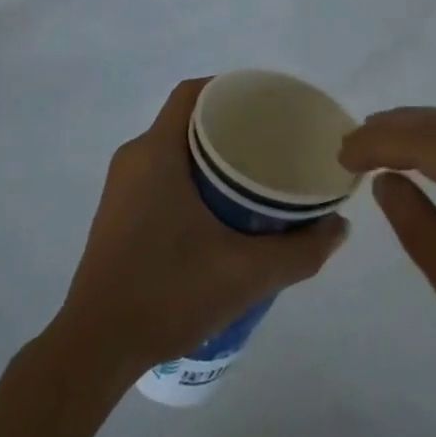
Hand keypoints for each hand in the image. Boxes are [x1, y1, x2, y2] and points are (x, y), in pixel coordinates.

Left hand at [55, 79, 348, 373]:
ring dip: (210, 153)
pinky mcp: (116, 213)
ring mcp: (121, 187)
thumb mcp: (247, 273)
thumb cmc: (168, 293)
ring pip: (173, 147)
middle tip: (271, 142)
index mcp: (157, 152)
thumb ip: (302, 250)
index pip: (193, 93)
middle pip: (187, 118)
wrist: (95, 348)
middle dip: (229, 123)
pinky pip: (159, 172)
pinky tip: (219, 209)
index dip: (230, 88)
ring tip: (253, 174)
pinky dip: (191, 175)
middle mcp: (134, 158)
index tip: (267, 105)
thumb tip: (340, 226)